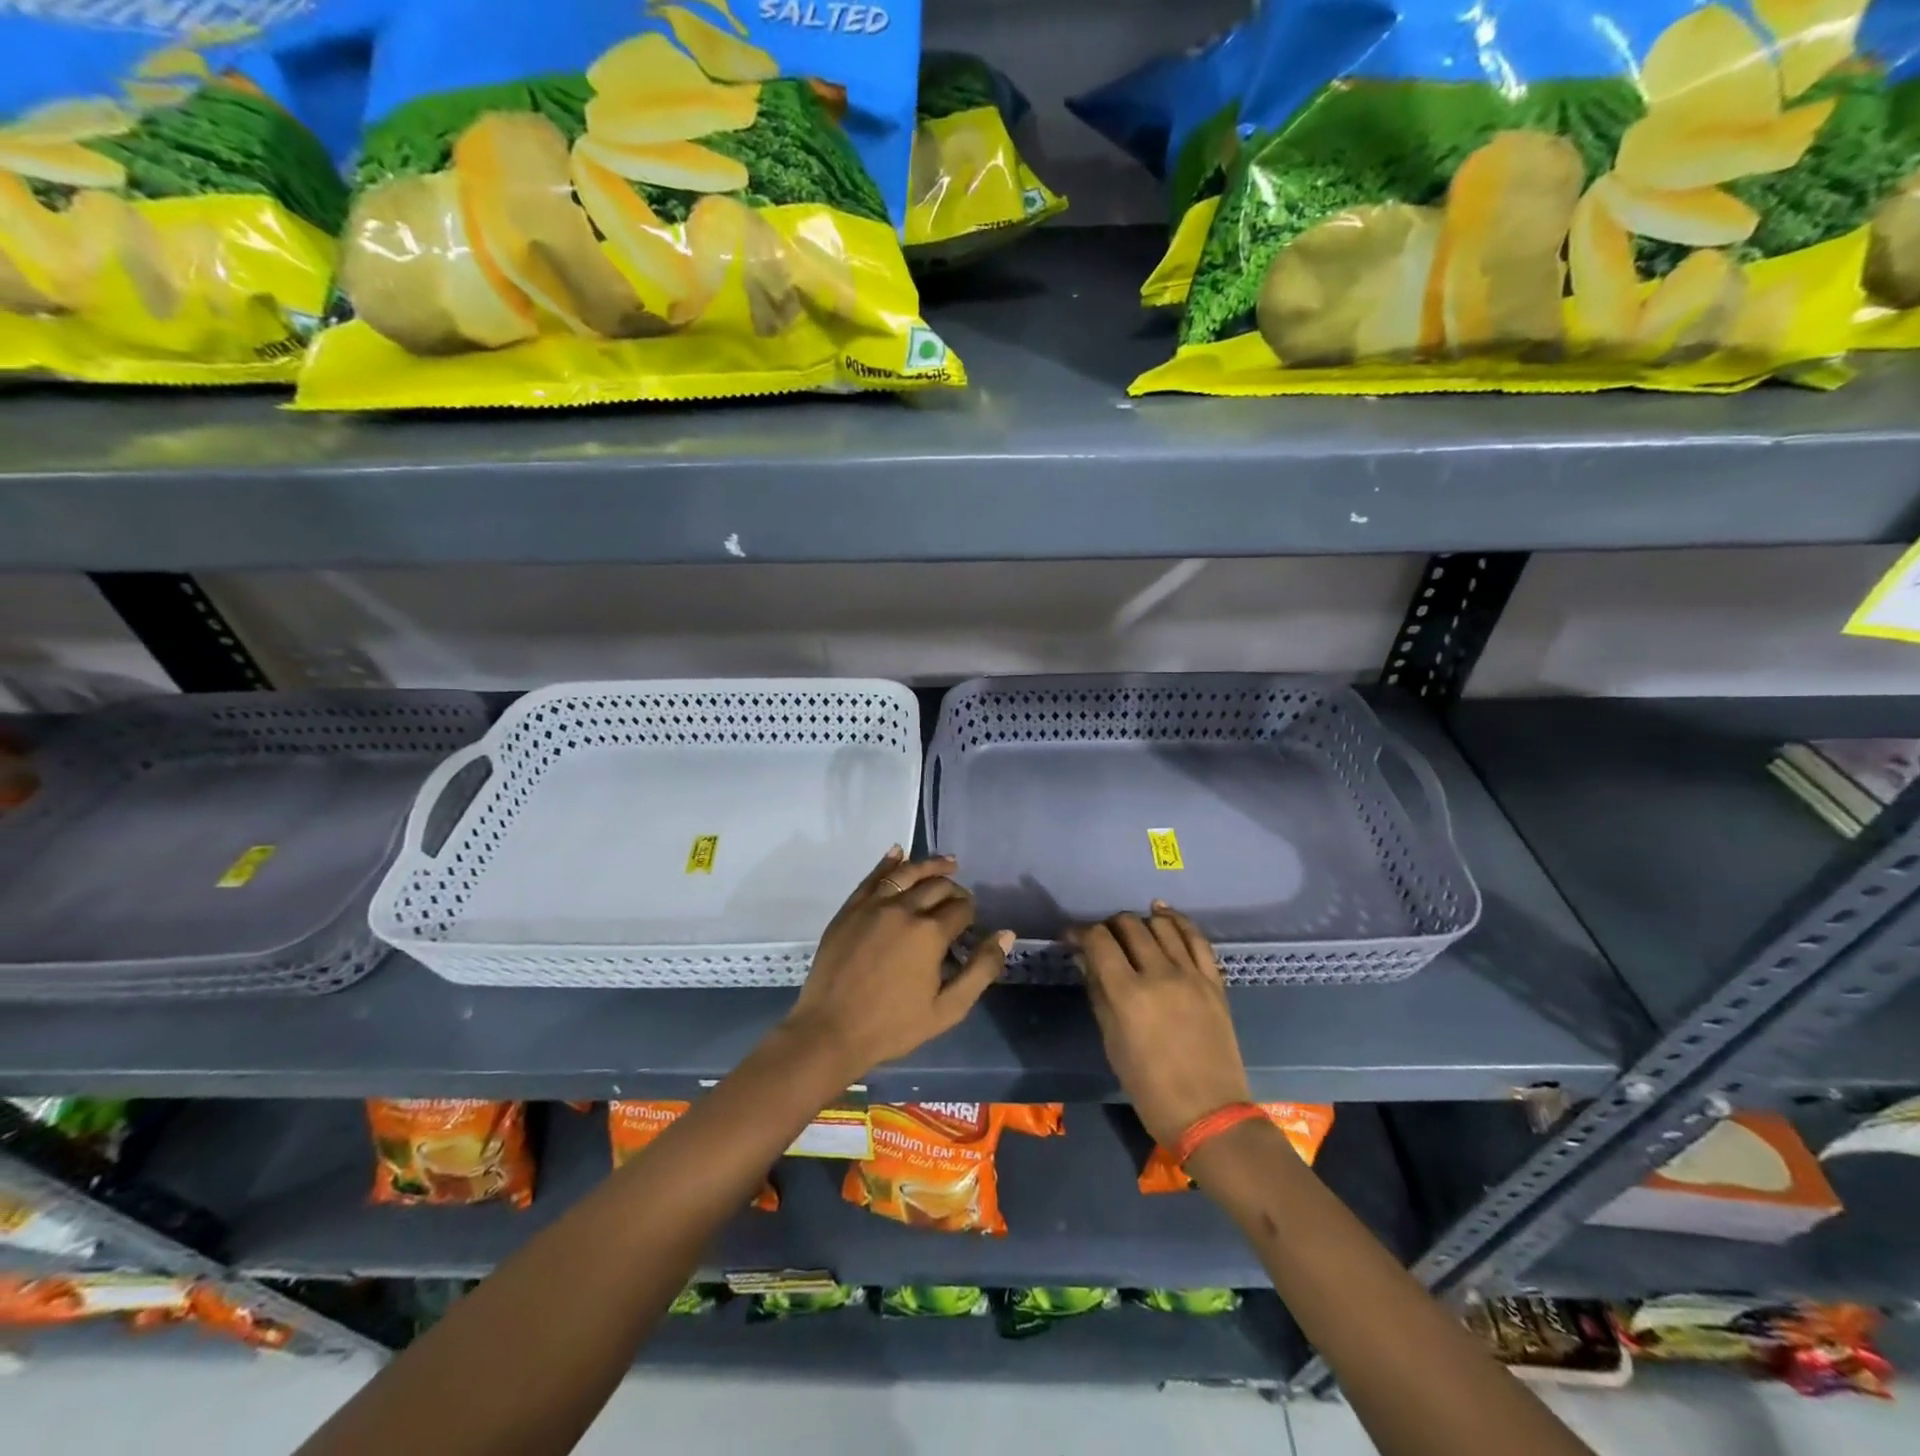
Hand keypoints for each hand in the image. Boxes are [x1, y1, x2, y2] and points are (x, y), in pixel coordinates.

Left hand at [782, 848, 1010, 1079]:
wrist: (830, 1031)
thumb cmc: (893, 1026)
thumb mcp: (947, 1009)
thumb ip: (981, 970)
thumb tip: (1006, 934)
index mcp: (930, 933)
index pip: (961, 908)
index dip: (971, 913)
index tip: (971, 924)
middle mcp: (904, 908)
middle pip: (938, 886)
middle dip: (954, 889)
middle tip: (960, 899)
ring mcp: (874, 905)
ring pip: (908, 872)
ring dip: (930, 865)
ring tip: (947, 862)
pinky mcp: (850, 908)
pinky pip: (874, 877)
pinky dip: (889, 862)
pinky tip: (899, 852)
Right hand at [1069, 903, 1250, 1149]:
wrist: (1209, 1114)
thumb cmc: (1149, 1088)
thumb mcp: (1112, 1042)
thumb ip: (1098, 993)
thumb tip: (1084, 959)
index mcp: (1128, 994)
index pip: (1098, 940)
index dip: (1079, 932)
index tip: (1070, 937)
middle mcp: (1159, 974)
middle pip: (1128, 925)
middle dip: (1107, 926)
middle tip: (1101, 940)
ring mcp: (1191, 975)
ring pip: (1161, 925)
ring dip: (1140, 922)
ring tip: (1131, 932)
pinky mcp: (1214, 981)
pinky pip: (1196, 938)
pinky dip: (1177, 921)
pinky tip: (1163, 915)